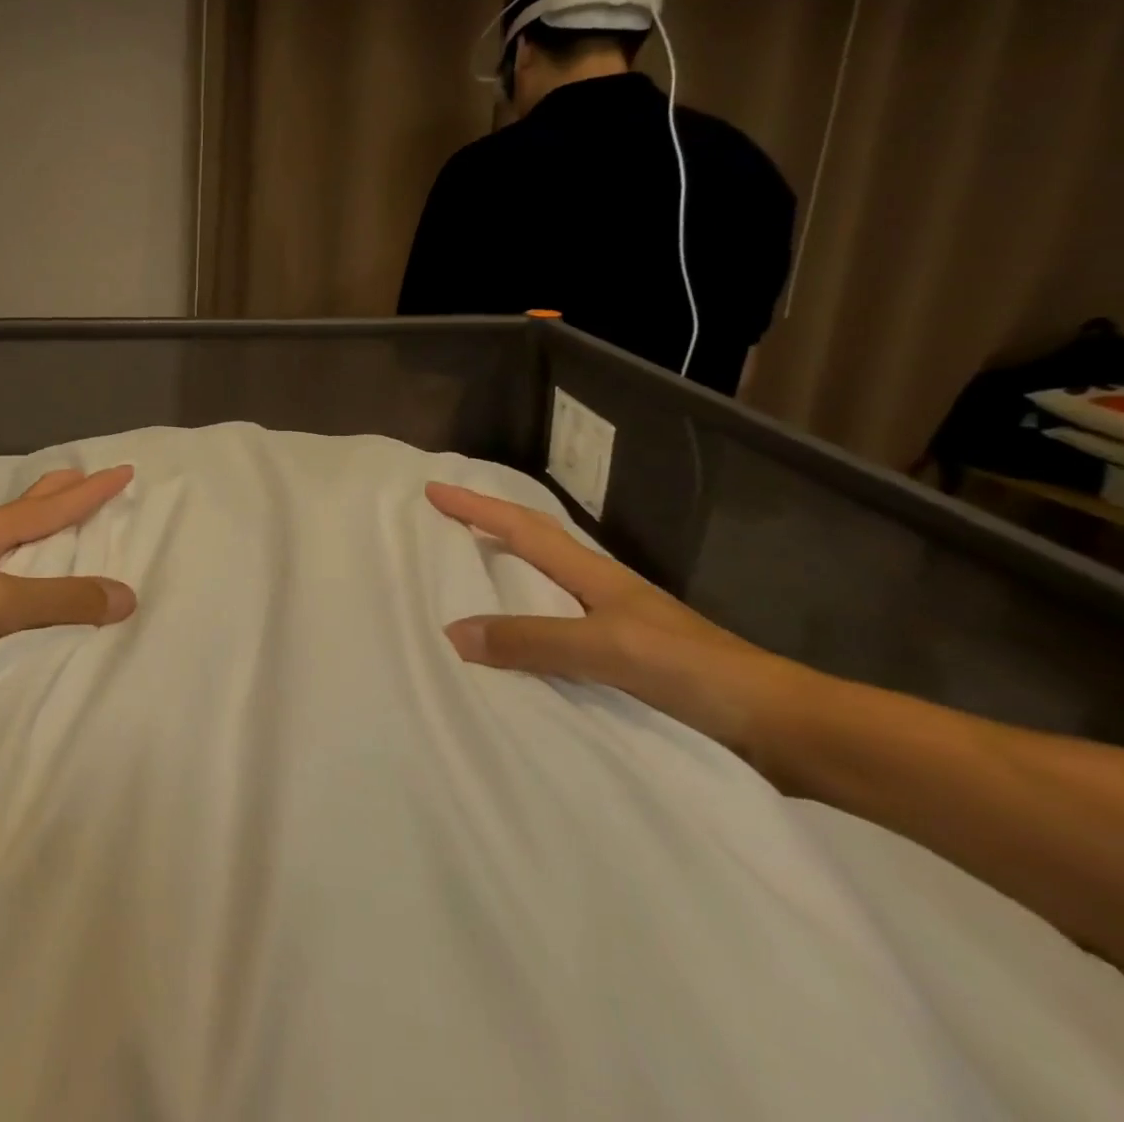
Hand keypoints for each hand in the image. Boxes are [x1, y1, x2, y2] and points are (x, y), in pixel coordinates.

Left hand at [0, 467, 137, 735]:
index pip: (52, 505)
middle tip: (95, 482)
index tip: (124, 470)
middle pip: (29, 509)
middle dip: (64, 494)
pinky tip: (39, 589)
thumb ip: (59, 600)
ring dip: (50, 532)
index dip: (91, 489)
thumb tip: (127, 595)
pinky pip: (9, 577)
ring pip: (18, 543)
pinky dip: (35, 571)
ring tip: (77, 532)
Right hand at [426, 482, 813, 761]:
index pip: (524, 528)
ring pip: (545, 587)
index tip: (434, 488)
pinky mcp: (627, 664)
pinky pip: (557, 632)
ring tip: (466, 578)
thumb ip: (533, 640)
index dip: (477, 507)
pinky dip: (525, 626)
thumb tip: (453, 631)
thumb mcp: (608, 649)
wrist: (784, 729)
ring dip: (506, 573)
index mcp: (596, 576)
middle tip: (446, 521)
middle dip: (490, 525)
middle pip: (536, 544)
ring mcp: (617, 627)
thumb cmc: (695, 673)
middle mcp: (602, 592)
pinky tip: (514, 648)